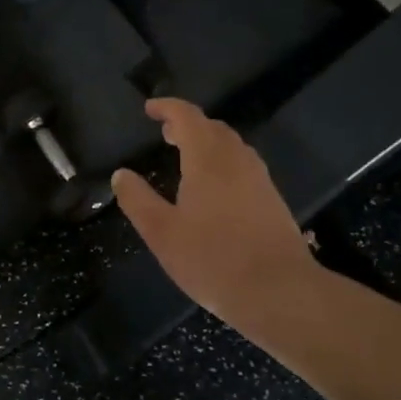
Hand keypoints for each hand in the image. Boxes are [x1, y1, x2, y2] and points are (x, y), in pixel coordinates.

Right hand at [112, 98, 324, 339]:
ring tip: (186, 156)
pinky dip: (223, 162)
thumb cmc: (212, 260)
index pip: (188, 117)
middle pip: (213, 128)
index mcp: (208, 160)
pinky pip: (243, 166)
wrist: (279, 292)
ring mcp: (260, 180)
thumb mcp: (162, 233)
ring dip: (207, 142)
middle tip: (165, 133)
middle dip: (187, 124)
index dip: (167, 108)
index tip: (149, 109)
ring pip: (232, 147)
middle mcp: (237, 161)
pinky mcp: (272, 200)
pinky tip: (214, 188)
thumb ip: (137, 199)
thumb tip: (121, 174)